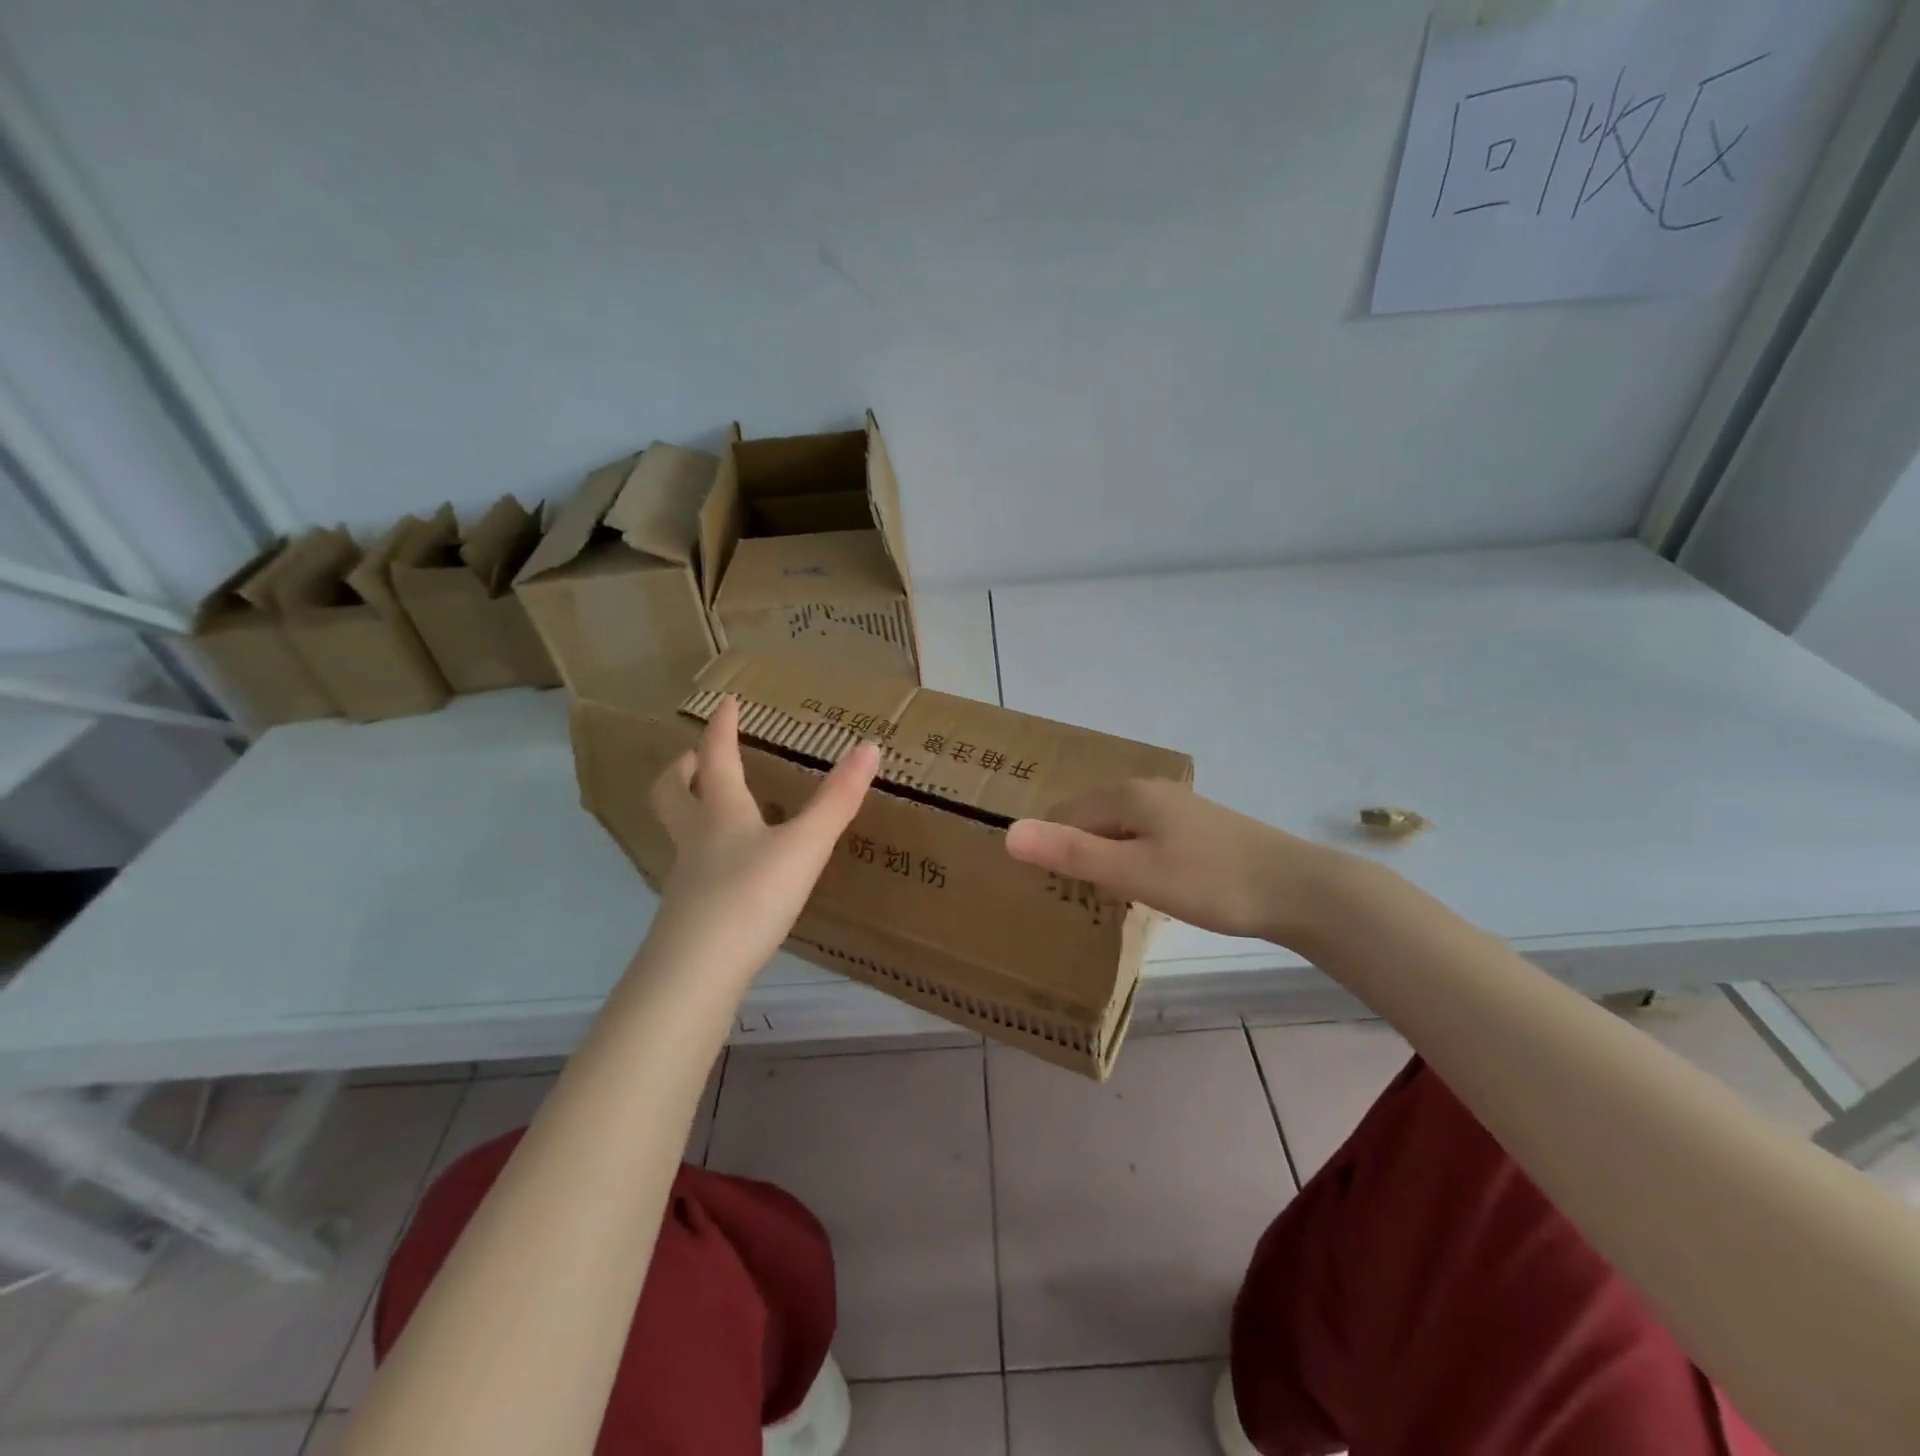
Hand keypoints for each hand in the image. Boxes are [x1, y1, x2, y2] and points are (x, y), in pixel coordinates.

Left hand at [647, 696, 880, 984]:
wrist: (696, 972)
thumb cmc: (751, 896)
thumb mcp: (804, 846)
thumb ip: (837, 801)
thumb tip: (870, 747)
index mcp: (721, 812)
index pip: (716, 757)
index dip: (722, 728)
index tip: (725, 703)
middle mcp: (696, 838)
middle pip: (671, 793)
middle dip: (682, 769)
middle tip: (695, 758)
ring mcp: (686, 877)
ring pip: (678, 832)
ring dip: (689, 810)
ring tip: (716, 810)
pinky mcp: (687, 913)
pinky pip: (691, 868)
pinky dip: (705, 853)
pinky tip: (730, 870)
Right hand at [1004, 779, 1352, 947]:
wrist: (1297, 890)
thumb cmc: (1208, 882)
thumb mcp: (1132, 873)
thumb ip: (1070, 854)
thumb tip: (1008, 833)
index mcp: (1127, 796)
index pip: (1065, 813)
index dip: (1049, 847)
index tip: (1046, 888)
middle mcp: (1149, 792)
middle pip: (1092, 818)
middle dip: (1076, 852)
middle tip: (1072, 898)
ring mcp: (1178, 808)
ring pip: (1120, 830)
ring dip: (1105, 859)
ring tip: (1104, 899)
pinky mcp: (1199, 829)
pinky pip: (1146, 839)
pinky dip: (1134, 861)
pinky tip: (1146, 889)